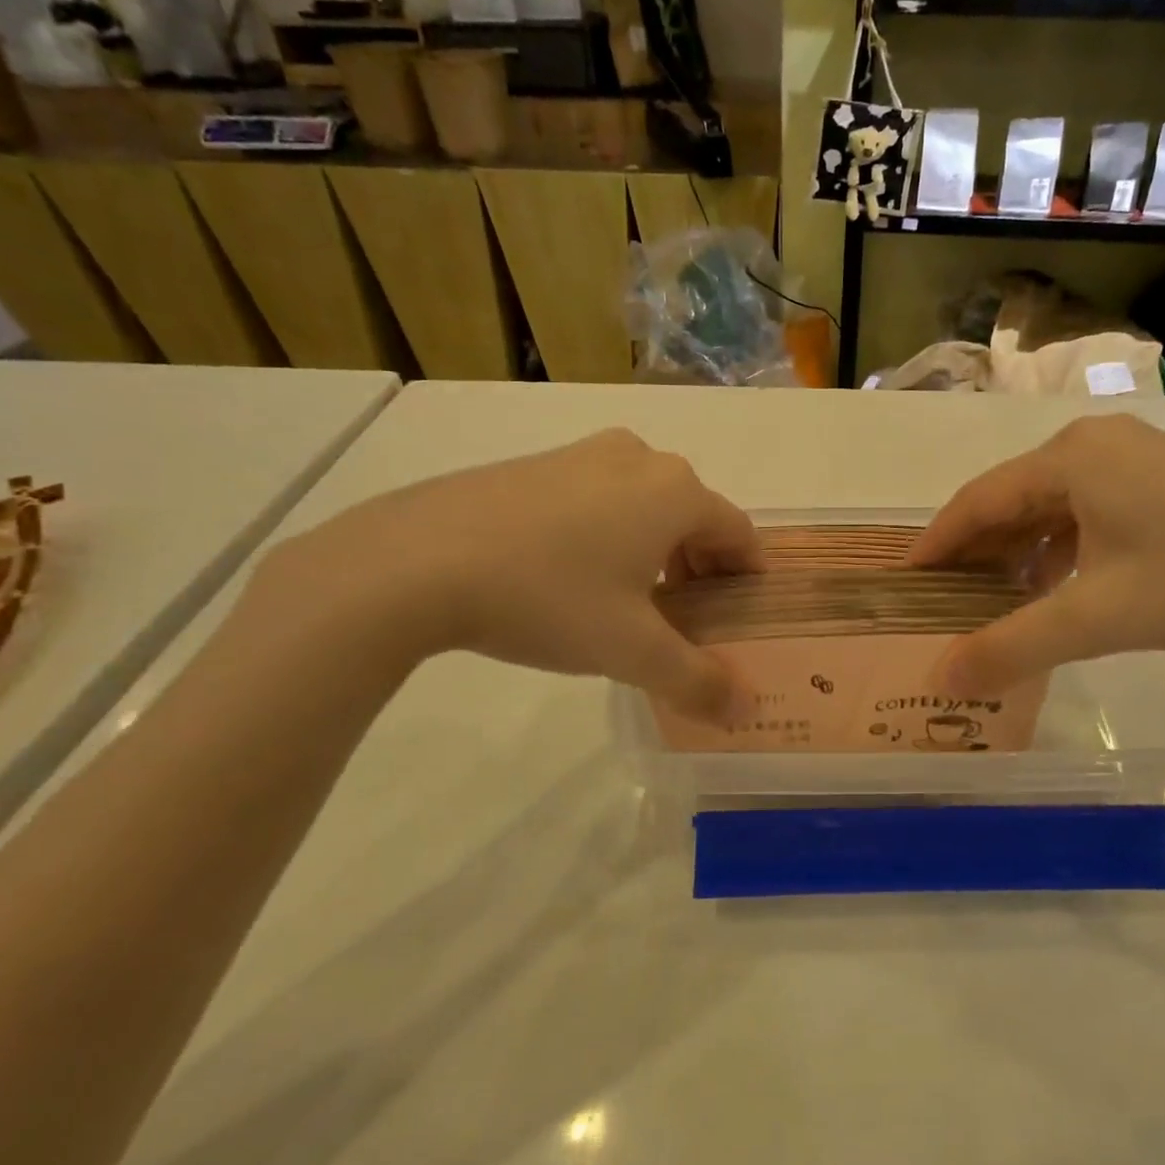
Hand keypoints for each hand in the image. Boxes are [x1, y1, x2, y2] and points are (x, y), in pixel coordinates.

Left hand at [254, 429, 761, 720]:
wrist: (417, 560)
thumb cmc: (548, 598)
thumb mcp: (631, 650)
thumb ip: (697, 681)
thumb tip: (745, 709)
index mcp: (675, 492)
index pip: (739, 533)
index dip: (747, 578)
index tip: (740, 618)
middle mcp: (638, 459)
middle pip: (694, 517)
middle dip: (700, 568)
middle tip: (686, 620)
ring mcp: (582, 455)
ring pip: (645, 505)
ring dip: (656, 551)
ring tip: (633, 603)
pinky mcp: (536, 464)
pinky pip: (599, 499)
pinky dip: (611, 534)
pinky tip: (576, 578)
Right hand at [908, 415, 1164, 693]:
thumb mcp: (1096, 619)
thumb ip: (1011, 647)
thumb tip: (941, 678)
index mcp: (1072, 457)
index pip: (978, 499)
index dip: (937, 543)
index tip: (905, 582)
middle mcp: (1096, 444)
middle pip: (1011, 499)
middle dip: (975, 551)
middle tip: (942, 598)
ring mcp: (1134, 459)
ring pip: (1049, 507)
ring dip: (1016, 553)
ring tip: (990, 599)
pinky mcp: (1161, 482)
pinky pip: (1085, 512)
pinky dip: (1057, 549)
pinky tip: (1053, 588)